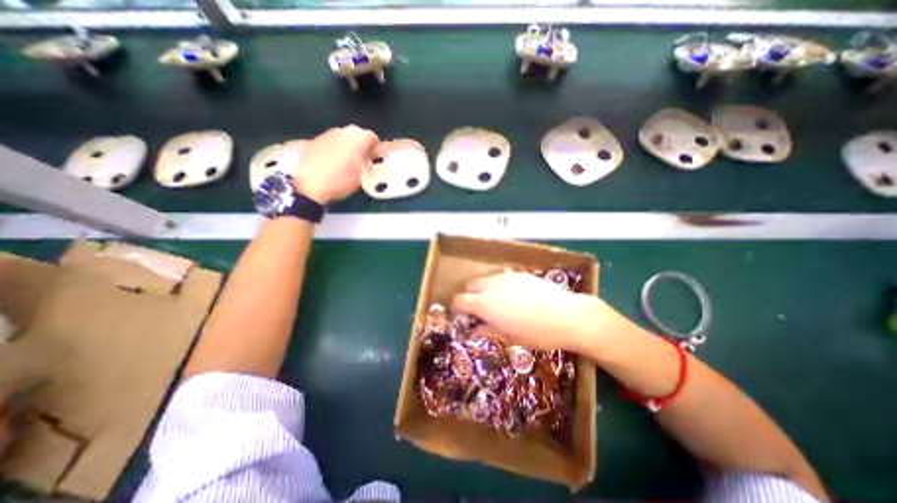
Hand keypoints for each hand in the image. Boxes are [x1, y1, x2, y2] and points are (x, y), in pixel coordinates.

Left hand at [294, 124, 377, 204]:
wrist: (307, 184)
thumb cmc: (341, 181)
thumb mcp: (362, 176)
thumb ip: (367, 163)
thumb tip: (367, 158)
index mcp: (358, 138)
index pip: (372, 138)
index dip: (375, 149)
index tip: (374, 160)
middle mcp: (342, 131)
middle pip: (356, 135)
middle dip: (360, 146)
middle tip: (361, 161)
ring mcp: (325, 135)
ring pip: (341, 138)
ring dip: (345, 148)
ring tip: (346, 164)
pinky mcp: (312, 141)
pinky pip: (329, 144)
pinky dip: (332, 151)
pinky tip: (331, 164)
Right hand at [452, 274, 605, 351]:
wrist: (567, 316)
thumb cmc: (536, 333)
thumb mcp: (509, 337)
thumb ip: (487, 330)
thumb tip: (473, 329)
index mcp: (485, 303)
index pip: (460, 300)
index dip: (457, 307)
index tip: (461, 315)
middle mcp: (491, 286)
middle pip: (470, 285)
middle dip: (469, 295)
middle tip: (477, 308)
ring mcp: (505, 277)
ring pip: (485, 279)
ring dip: (483, 289)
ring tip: (496, 302)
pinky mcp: (519, 273)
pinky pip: (501, 277)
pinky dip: (498, 285)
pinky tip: (513, 296)